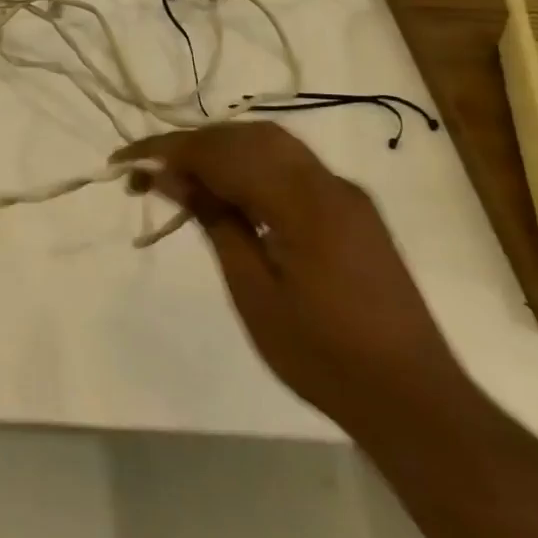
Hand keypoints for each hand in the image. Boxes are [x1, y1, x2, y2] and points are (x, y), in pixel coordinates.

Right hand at [113, 122, 468, 437]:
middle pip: (246, 137)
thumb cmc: (322, 356)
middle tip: (149, 174)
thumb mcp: (253, 292)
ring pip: (271, 145)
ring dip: (221, 151)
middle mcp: (327, 183)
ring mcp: (345, 194)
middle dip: (192, 145)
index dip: (167, 151)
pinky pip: (292, 168)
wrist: (415, 401)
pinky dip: (251, 167)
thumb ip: (215, 222)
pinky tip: (229, 193)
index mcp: (303, 202)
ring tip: (181, 179)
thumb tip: (172, 176)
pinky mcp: (352, 210)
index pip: (220, 153)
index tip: (123, 162)